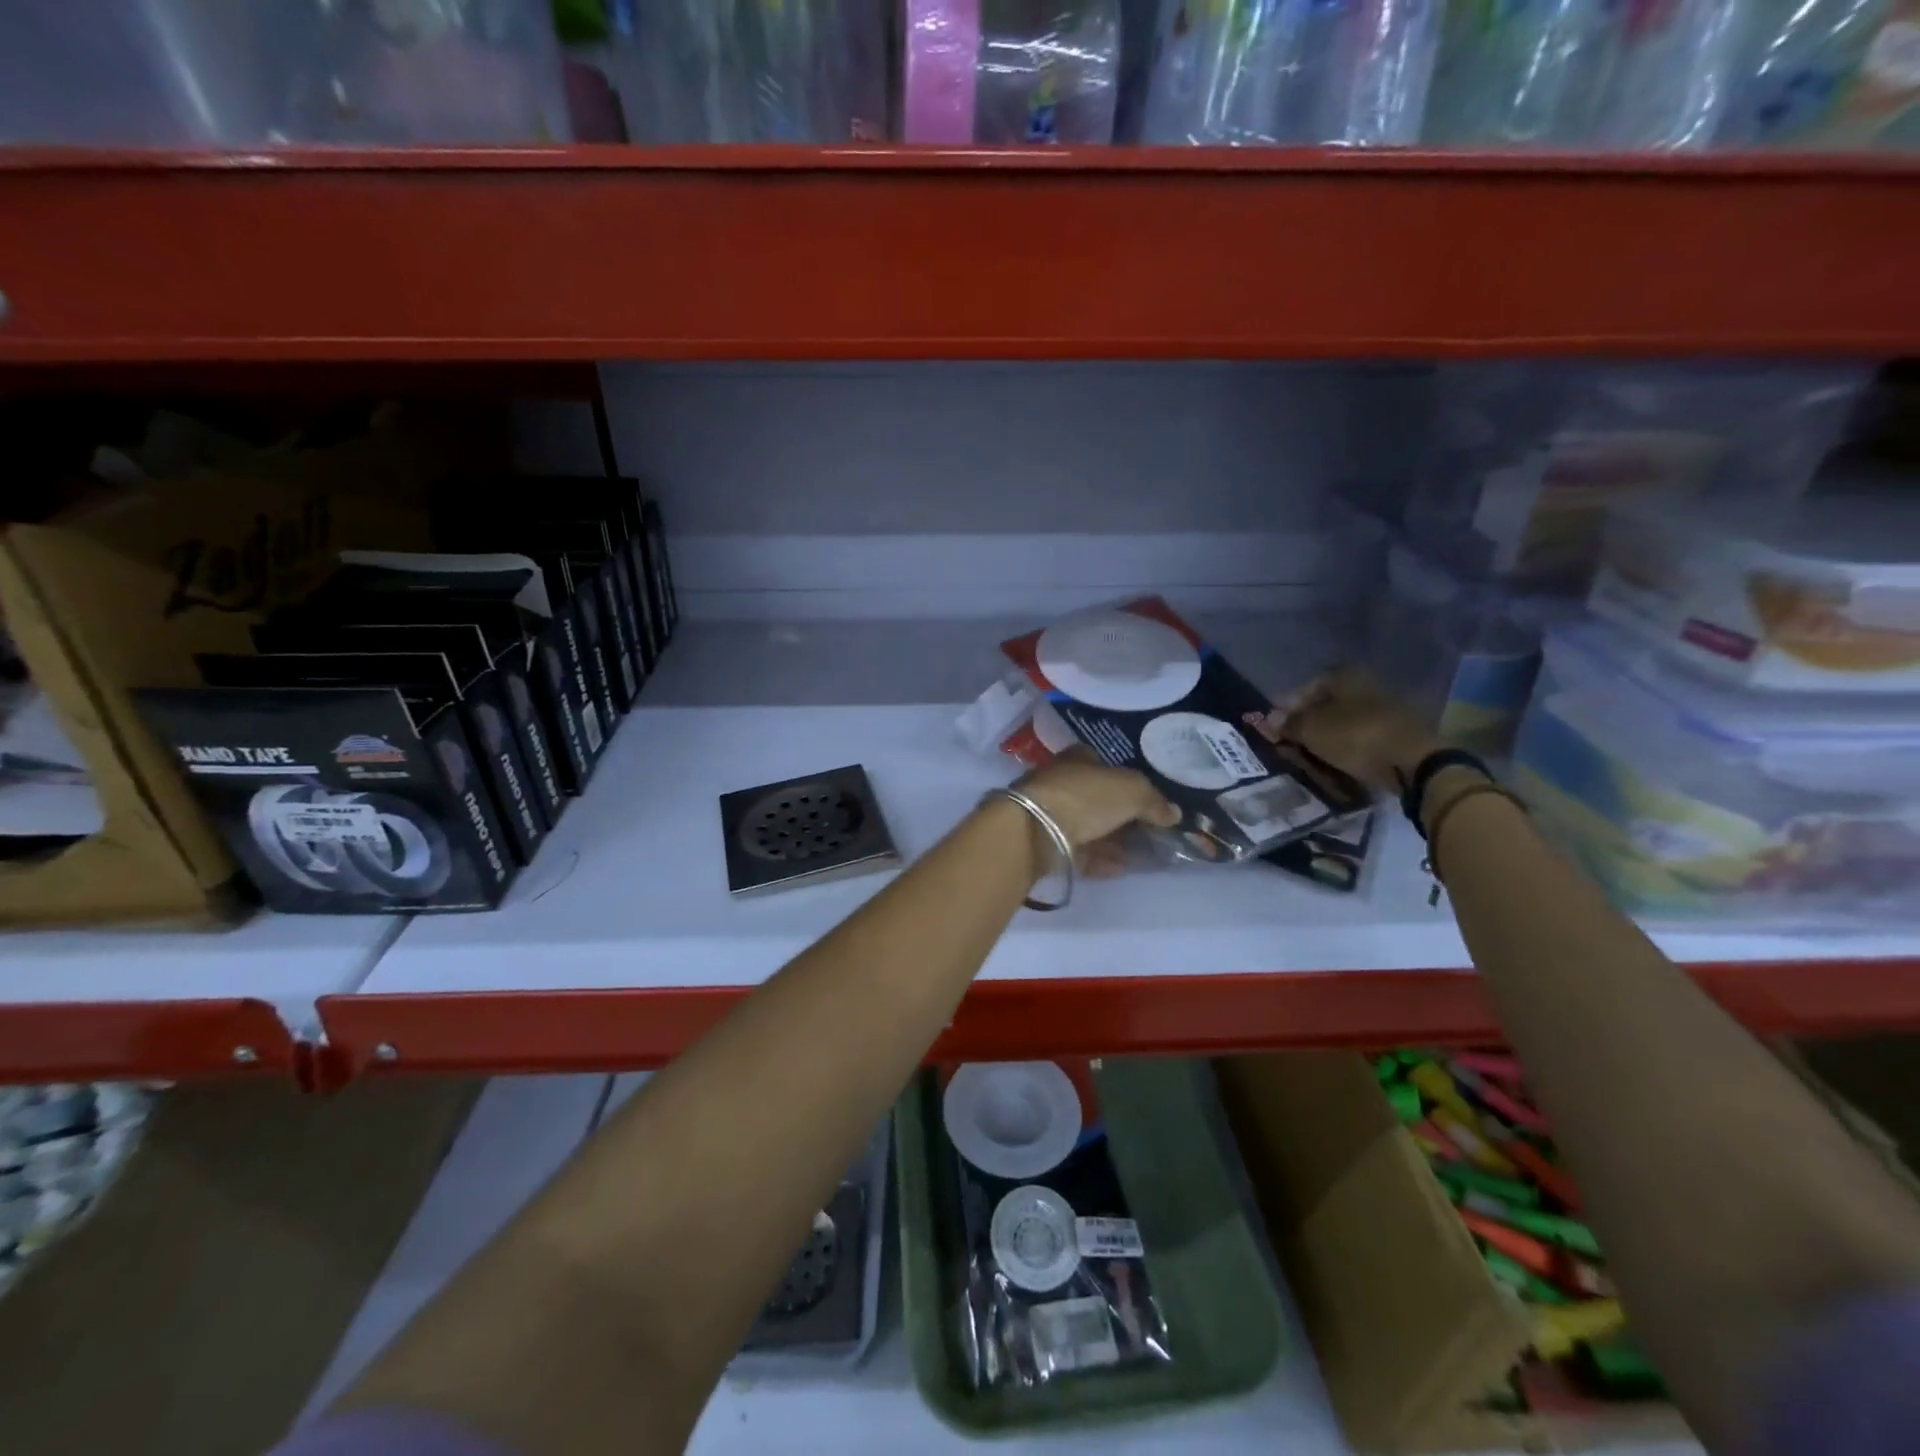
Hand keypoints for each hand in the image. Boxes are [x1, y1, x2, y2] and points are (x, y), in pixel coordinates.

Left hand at [1014, 749, 1179, 857]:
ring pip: (1090, 827)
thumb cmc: (1084, 797)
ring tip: (1142, 856)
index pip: (1108, 766)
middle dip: (1125, 816)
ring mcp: (1051, 813)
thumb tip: (1173, 814)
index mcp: (1078, 758)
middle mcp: (1062, 781)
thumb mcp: (1131, 790)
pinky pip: (1079, 851)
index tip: (1152, 802)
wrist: (1034, 830)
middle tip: (1152, 833)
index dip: (1131, 782)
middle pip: (1100, 799)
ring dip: (1115, 841)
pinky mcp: (1045, 843)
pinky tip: (1120, 869)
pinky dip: (1100, 859)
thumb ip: (1154, 800)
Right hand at [1276, 667, 1442, 791]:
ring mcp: (1386, 706)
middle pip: (1327, 702)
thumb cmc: (1355, 736)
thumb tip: (1269, 719)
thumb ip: (1288, 723)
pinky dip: (1347, 742)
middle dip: (1308, 719)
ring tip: (1311, 750)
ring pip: (1345, 717)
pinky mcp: (1398, 729)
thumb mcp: (1311, 730)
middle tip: (1291, 739)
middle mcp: (1366, 683)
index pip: (1306, 686)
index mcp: (1344, 675)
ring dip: (1328, 732)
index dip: (1287, 705)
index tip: (1275, 725)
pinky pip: (1362, 733)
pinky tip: (1338, 755)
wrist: (1413, 761)